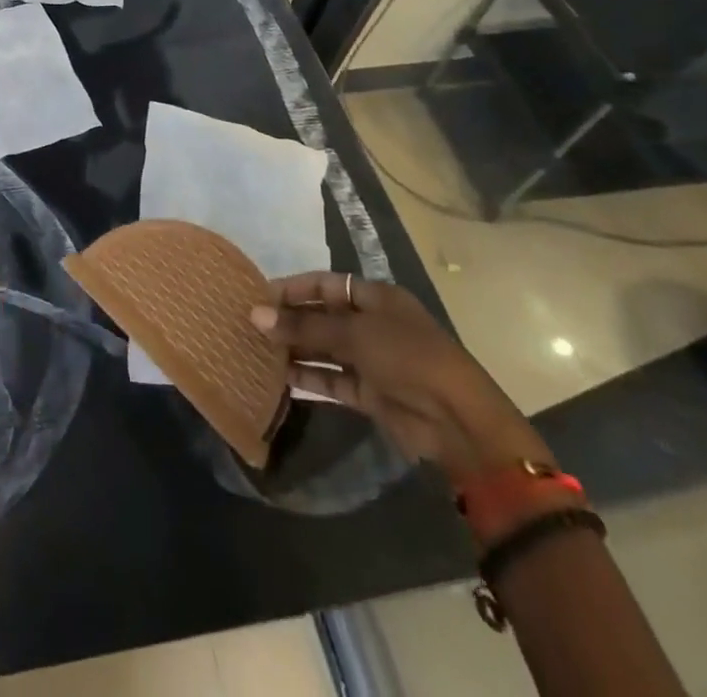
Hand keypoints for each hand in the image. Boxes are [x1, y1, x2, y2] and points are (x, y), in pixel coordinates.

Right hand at [250, 271, 551, 478]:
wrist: (457, 421)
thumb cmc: (407, 357)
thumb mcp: (353, 333)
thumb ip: (303, 326)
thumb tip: (255, 315)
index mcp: (376, 298)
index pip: (325, 285)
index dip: (292, 288)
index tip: (257, 295)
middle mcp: (372, 325)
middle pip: (322, 317)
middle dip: (289, 321)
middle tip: (249, 325)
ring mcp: (372, 361)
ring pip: (324, 349)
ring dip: (295, 350)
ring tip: (256, 350)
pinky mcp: (370, 394)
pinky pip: (332, 380)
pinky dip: (308, 378)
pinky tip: (278, 377)